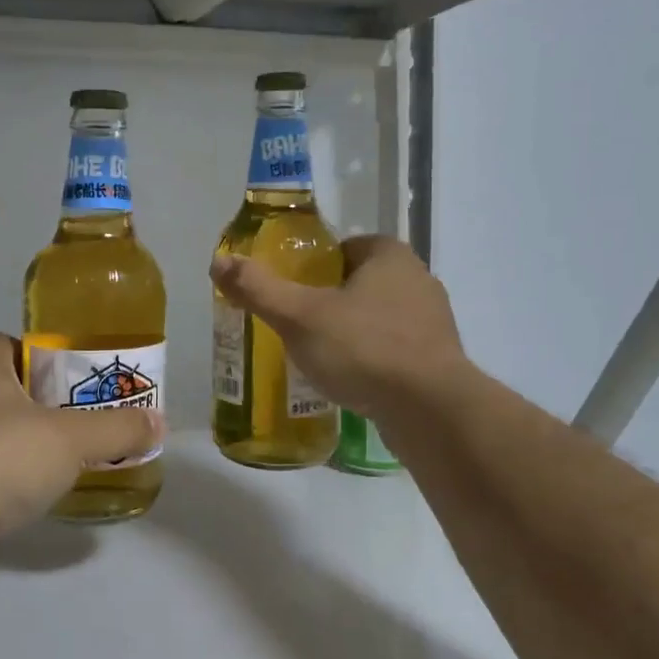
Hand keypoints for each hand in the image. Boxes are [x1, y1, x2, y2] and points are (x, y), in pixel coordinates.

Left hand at [0, 333, 163, 547]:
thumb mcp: (71, 439)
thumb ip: (117, 429)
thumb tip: (158, 423)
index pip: (14, 345)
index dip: (50, 361)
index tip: (81, 387)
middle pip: (6, 390)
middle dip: (43, 408)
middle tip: (83, 427)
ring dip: (21, 447)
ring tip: (63, 467)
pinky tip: (26, 501)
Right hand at [210, 235, 467, 418]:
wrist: (430, 411)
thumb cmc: (363, 349)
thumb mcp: (300, 316)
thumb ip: (259, 288)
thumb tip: (218, 261)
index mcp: (390, 256)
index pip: (346, 248)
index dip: (316, 267)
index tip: (293, 292)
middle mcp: (418, 280)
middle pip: (361, 283)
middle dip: (332, 301)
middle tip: (298, 326)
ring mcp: (434, 322)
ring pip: (379, 318)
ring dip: (353, 333)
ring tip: (320, 358)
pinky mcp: (440, 361)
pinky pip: (395, 351)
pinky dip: (372, 361)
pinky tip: (351, 383)